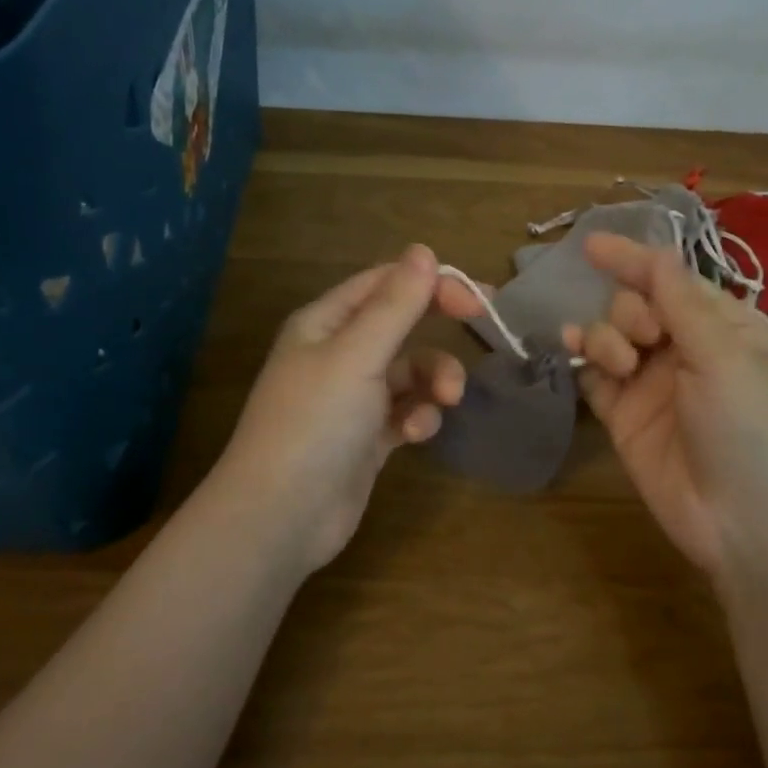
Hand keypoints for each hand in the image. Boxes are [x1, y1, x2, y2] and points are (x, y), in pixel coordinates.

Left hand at [205, 244, 481, 574]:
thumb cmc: (315, 423)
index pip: (384, 284)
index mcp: (324, 323)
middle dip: (439, 329)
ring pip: (409, 372)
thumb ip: (395, 305)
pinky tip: (415, 434)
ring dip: (434, 380)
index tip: (478, 298)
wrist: (281, 517)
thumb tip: (424, 251)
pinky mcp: (366, 438)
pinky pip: (405, 412)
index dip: (431, 283)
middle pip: (400, 325)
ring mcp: (352, 399)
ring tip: (448, 399)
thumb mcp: (357, 356)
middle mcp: (337, 354)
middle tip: (486, 328)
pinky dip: (418, 417)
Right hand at [563, 234, 767, 588]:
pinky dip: (582, 360)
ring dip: (605, 336)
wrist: (747, 525)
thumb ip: (682, 303)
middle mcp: (686, 350)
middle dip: (630, 310)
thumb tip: (656, 253)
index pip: (673, 280)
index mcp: (725, 327)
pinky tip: (572, 352)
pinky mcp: (624, 417)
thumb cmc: (752, 429)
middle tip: (646, 338)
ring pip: (610, 336)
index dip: (634, 260)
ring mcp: (652, 384)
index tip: (591, 245)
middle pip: (636, 304)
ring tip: (620, 364)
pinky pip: (593, 375)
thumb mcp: (726, 357)